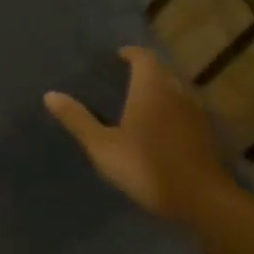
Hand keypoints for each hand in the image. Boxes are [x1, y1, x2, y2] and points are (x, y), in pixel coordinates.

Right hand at [44, 48, 231, 223]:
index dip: (130, 54)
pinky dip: (169, 109)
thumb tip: (50, 95)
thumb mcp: (102, 146)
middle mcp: (176, 92)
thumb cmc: (146, 167)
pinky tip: (156, 127)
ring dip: (158, 90)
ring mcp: (194, 113)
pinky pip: (183, 109)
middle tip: (121, 79)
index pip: (143, 57)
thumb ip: (78, 119)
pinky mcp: (204, 133)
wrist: (200, 199)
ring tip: (136, 102)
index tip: (116, 57)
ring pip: (175, 90)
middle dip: (144, 71)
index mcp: (151, 89)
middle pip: (161, 71)